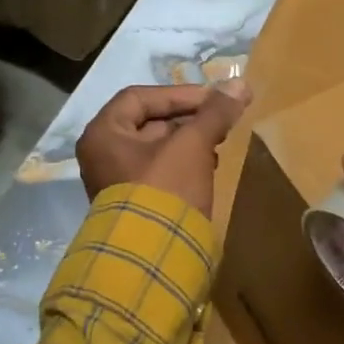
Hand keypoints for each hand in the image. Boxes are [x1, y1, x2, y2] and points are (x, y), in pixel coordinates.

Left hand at [76, 80, 250, 218]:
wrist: (152, 259)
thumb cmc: (163, 190)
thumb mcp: (192, 146)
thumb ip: (214, 113)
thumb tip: (241, 84)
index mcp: (103, 135)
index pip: (139, 97)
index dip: (179, 94)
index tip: (213, 99)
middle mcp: (101, 156)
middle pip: (148, 124)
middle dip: (187, 119)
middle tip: (219, 121)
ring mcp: (115, 183)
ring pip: (155, 149)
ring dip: (188, 142)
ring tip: (217, 145)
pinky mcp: (133, 204)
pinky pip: (158, 173)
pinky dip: (182, 165)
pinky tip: (207, 169)